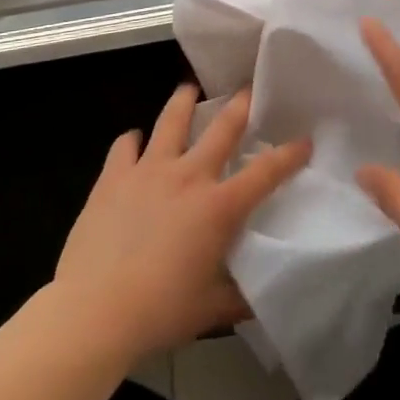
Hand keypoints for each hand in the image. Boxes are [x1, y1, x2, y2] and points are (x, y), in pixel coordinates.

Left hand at [54, 84, 310, 363]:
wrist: (94, 310)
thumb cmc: (159, 312)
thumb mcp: (210, 311)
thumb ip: (238, 297)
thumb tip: (260, 296)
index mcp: (218, 207)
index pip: (265, 173)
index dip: (289, 154)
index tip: (304, 140)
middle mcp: (187, 176)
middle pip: (222, 127)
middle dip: (241, 104)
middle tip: (249, 87)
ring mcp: (148, 170)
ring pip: (171, 120)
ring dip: (184, 100)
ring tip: (189, 88)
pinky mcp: (113, 176)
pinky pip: (125, 145)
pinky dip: (132, 140)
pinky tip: (134, 141)